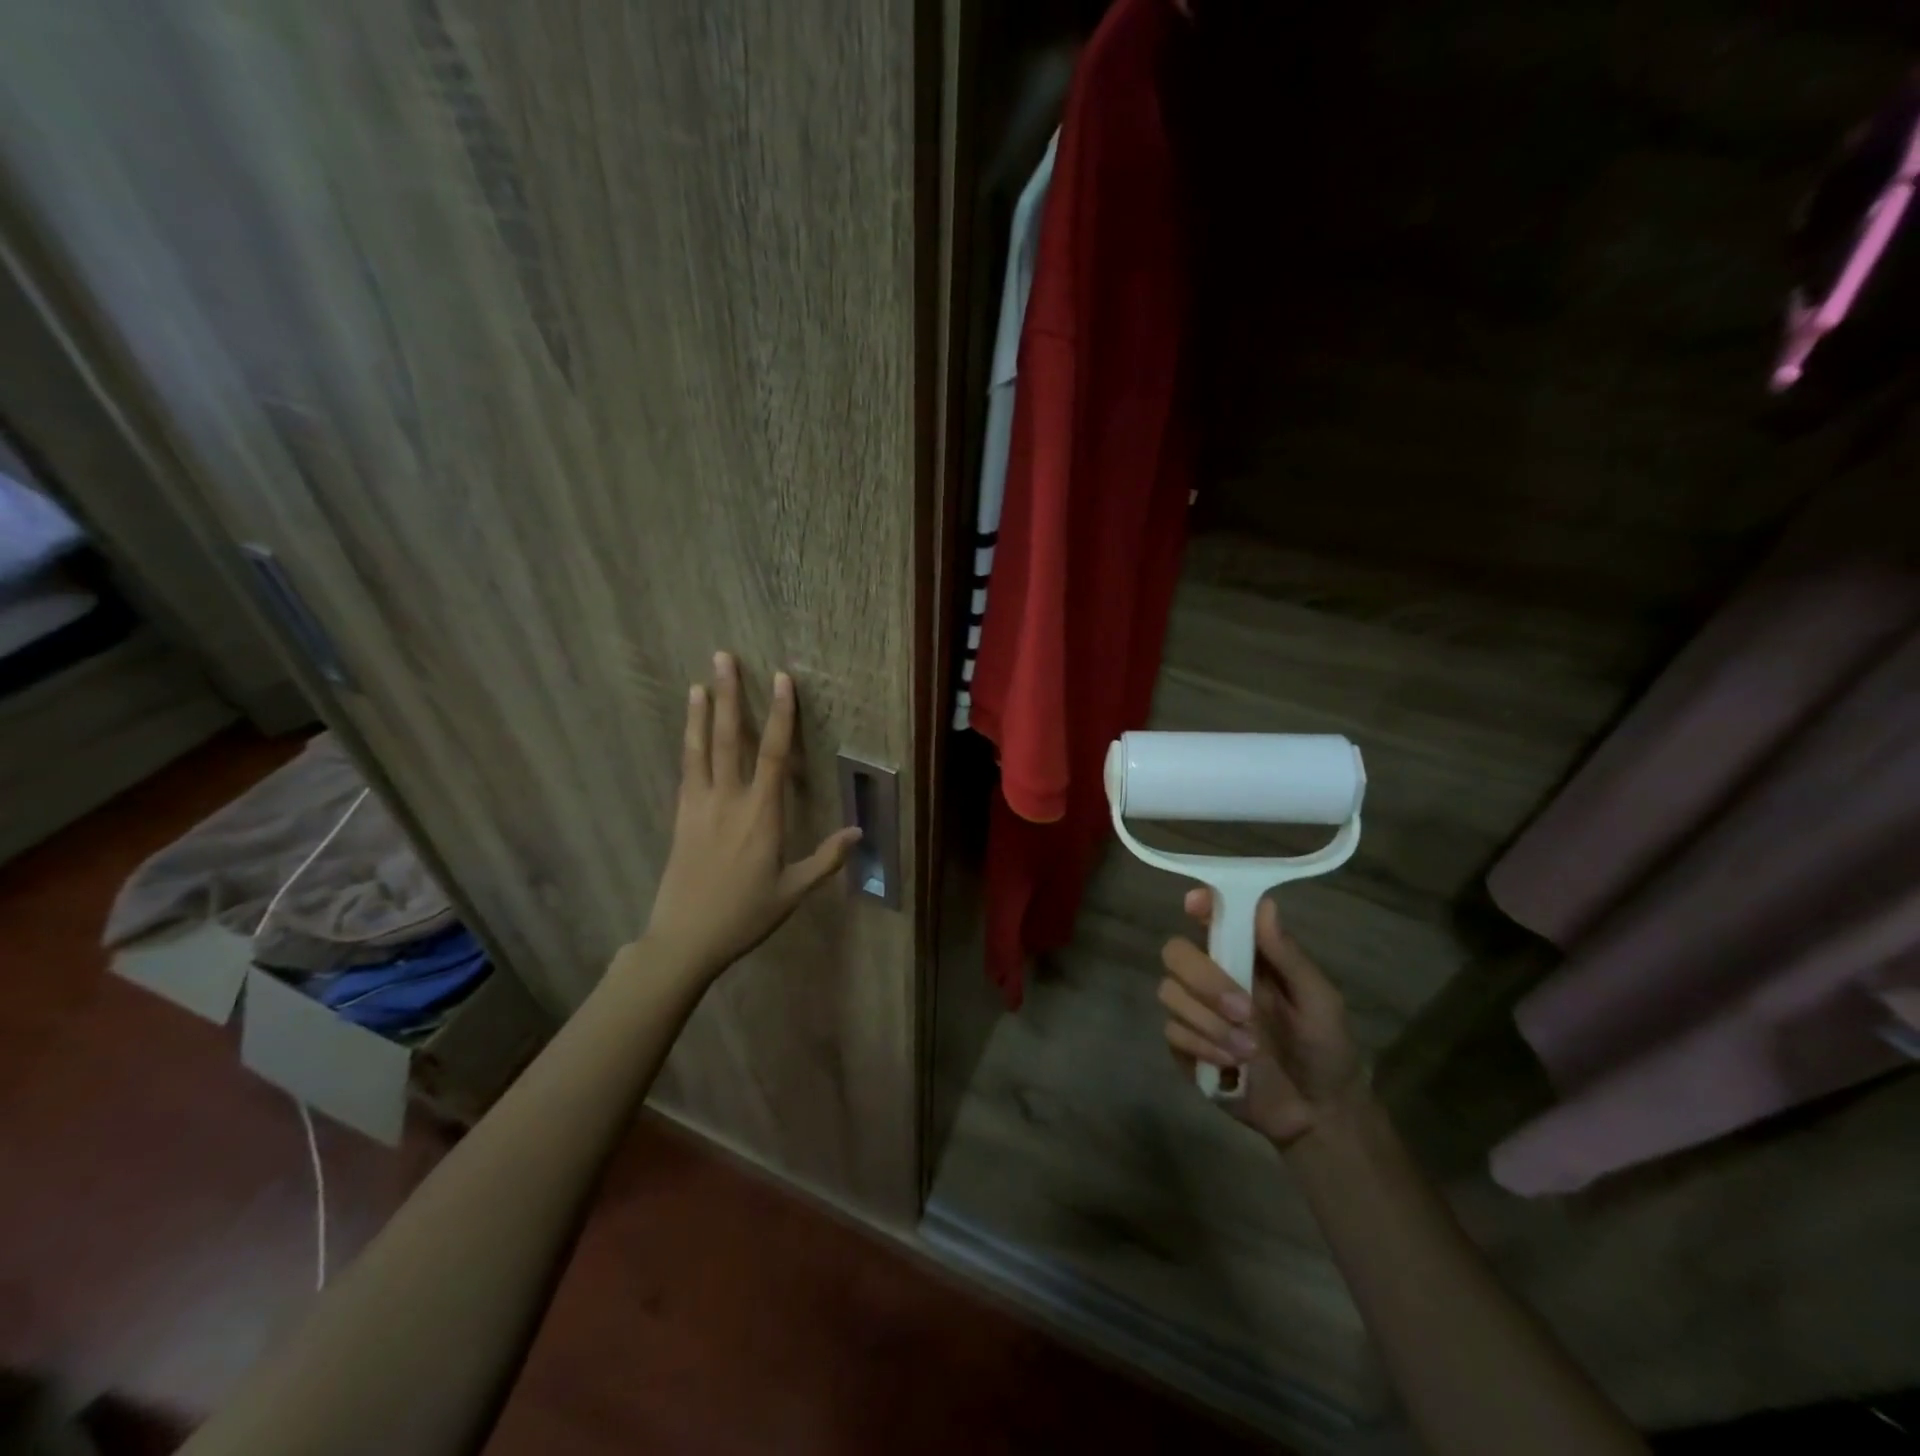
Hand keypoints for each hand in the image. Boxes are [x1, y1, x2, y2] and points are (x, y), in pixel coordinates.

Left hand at [642, 652, 861, 979]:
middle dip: (731, 696)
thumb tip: (858, 831)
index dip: (781, 714)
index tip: (781, 680)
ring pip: (701, 749)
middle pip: (731, 738)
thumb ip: (826, 859)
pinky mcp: (681, 816)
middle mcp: (729, 800)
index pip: (775, 754)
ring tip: (701, 681)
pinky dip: (689, 743)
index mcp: (762, 815)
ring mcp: (700, 806)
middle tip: (724, 657)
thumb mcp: (793, 892)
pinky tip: (690, 728)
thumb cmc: (745, 915)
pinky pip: (687, 770)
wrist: (684, 939)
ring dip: (702, 712)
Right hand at [1158, 890, 1369, 1148]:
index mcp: (1244, 956)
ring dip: (1210, 1023)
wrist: (1319, 1115)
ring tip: (1250, 1049)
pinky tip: (1233, 1065)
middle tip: (1243, 1010)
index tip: (1196, 907)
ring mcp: (1194, 1011)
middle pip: (1175, 952)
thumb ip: (1288, 955)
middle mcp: (1211, 976)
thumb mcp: (1319, 1000)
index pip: (1209, 917)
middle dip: (1204, 979)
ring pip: (1169, 993)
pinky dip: (1202, 1047)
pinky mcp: (1184, 1047)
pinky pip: (1171, 1032)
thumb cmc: (1326, 1047)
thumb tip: (1265, 903)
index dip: (1198, 906)